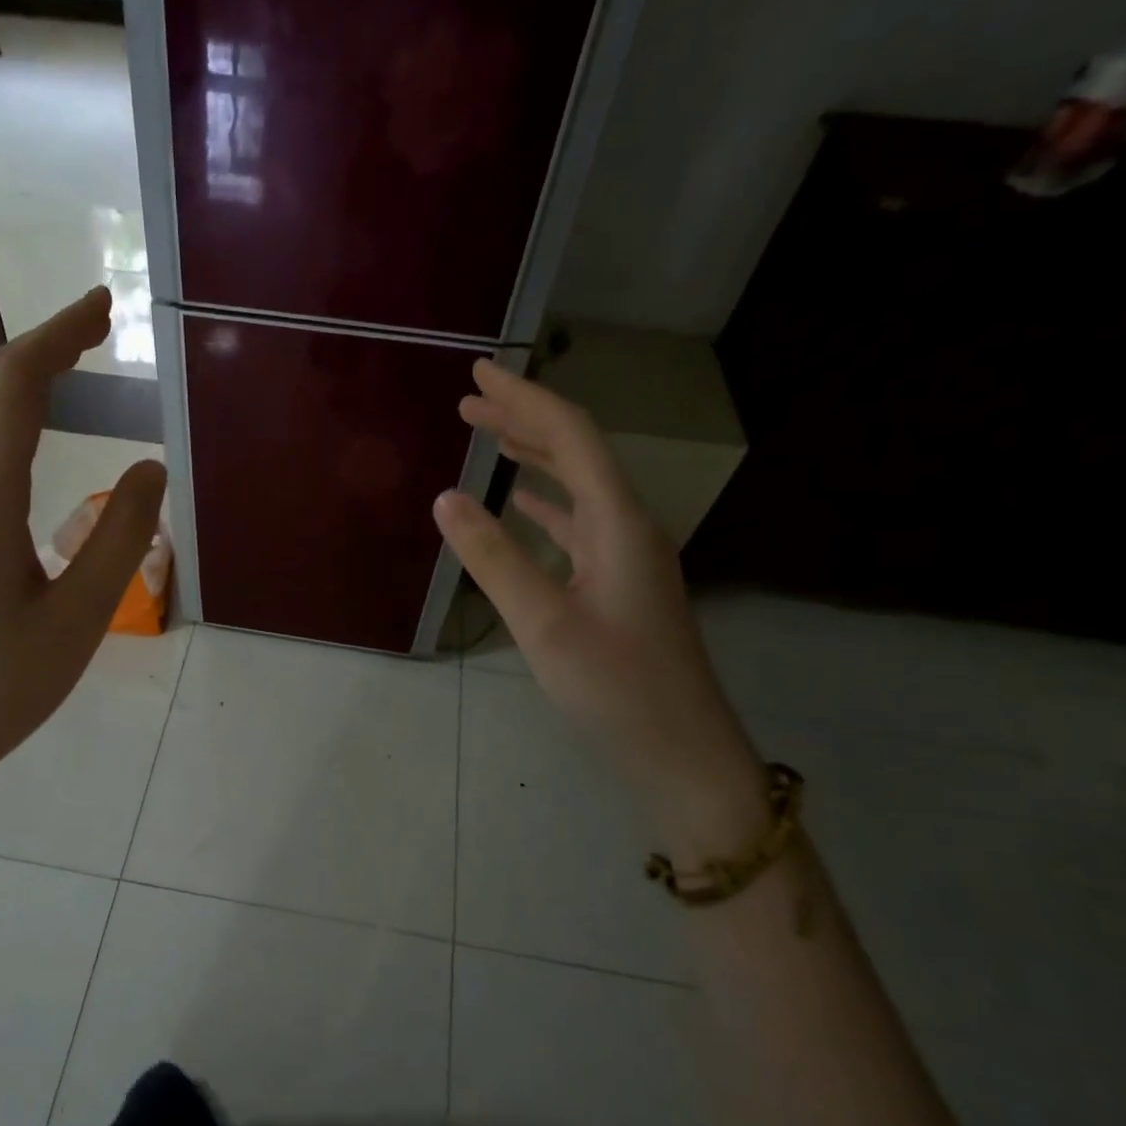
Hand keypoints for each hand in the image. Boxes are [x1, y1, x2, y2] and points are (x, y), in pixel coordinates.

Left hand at [0, 289, 165, 894]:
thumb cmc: (2, 683)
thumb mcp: (81, 615)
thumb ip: (122, 536)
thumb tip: (150, 466)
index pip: (17, 384)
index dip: (60, 334)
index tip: (104, 306)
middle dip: (41, 344)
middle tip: (97, 328)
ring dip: (18, 380)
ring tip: (72, 372)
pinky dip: (1, 419)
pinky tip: (30, 442)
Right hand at [433, 361, 766, 855]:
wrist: (679, 749)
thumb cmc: (614, 687)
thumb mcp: (544, 623)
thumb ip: (493, 558)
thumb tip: (445, 497)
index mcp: (618, 522)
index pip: (570, 437)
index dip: (525, 399)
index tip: (479, 375)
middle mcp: (627, 526)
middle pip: (576, 453)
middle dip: (524, 419)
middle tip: (471, 401)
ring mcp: (625, 557)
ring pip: (576, 487)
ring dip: (533, 458)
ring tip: (490, 438)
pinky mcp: (617, 585)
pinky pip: (577, 525)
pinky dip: (544, 504)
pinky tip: (522, 504)